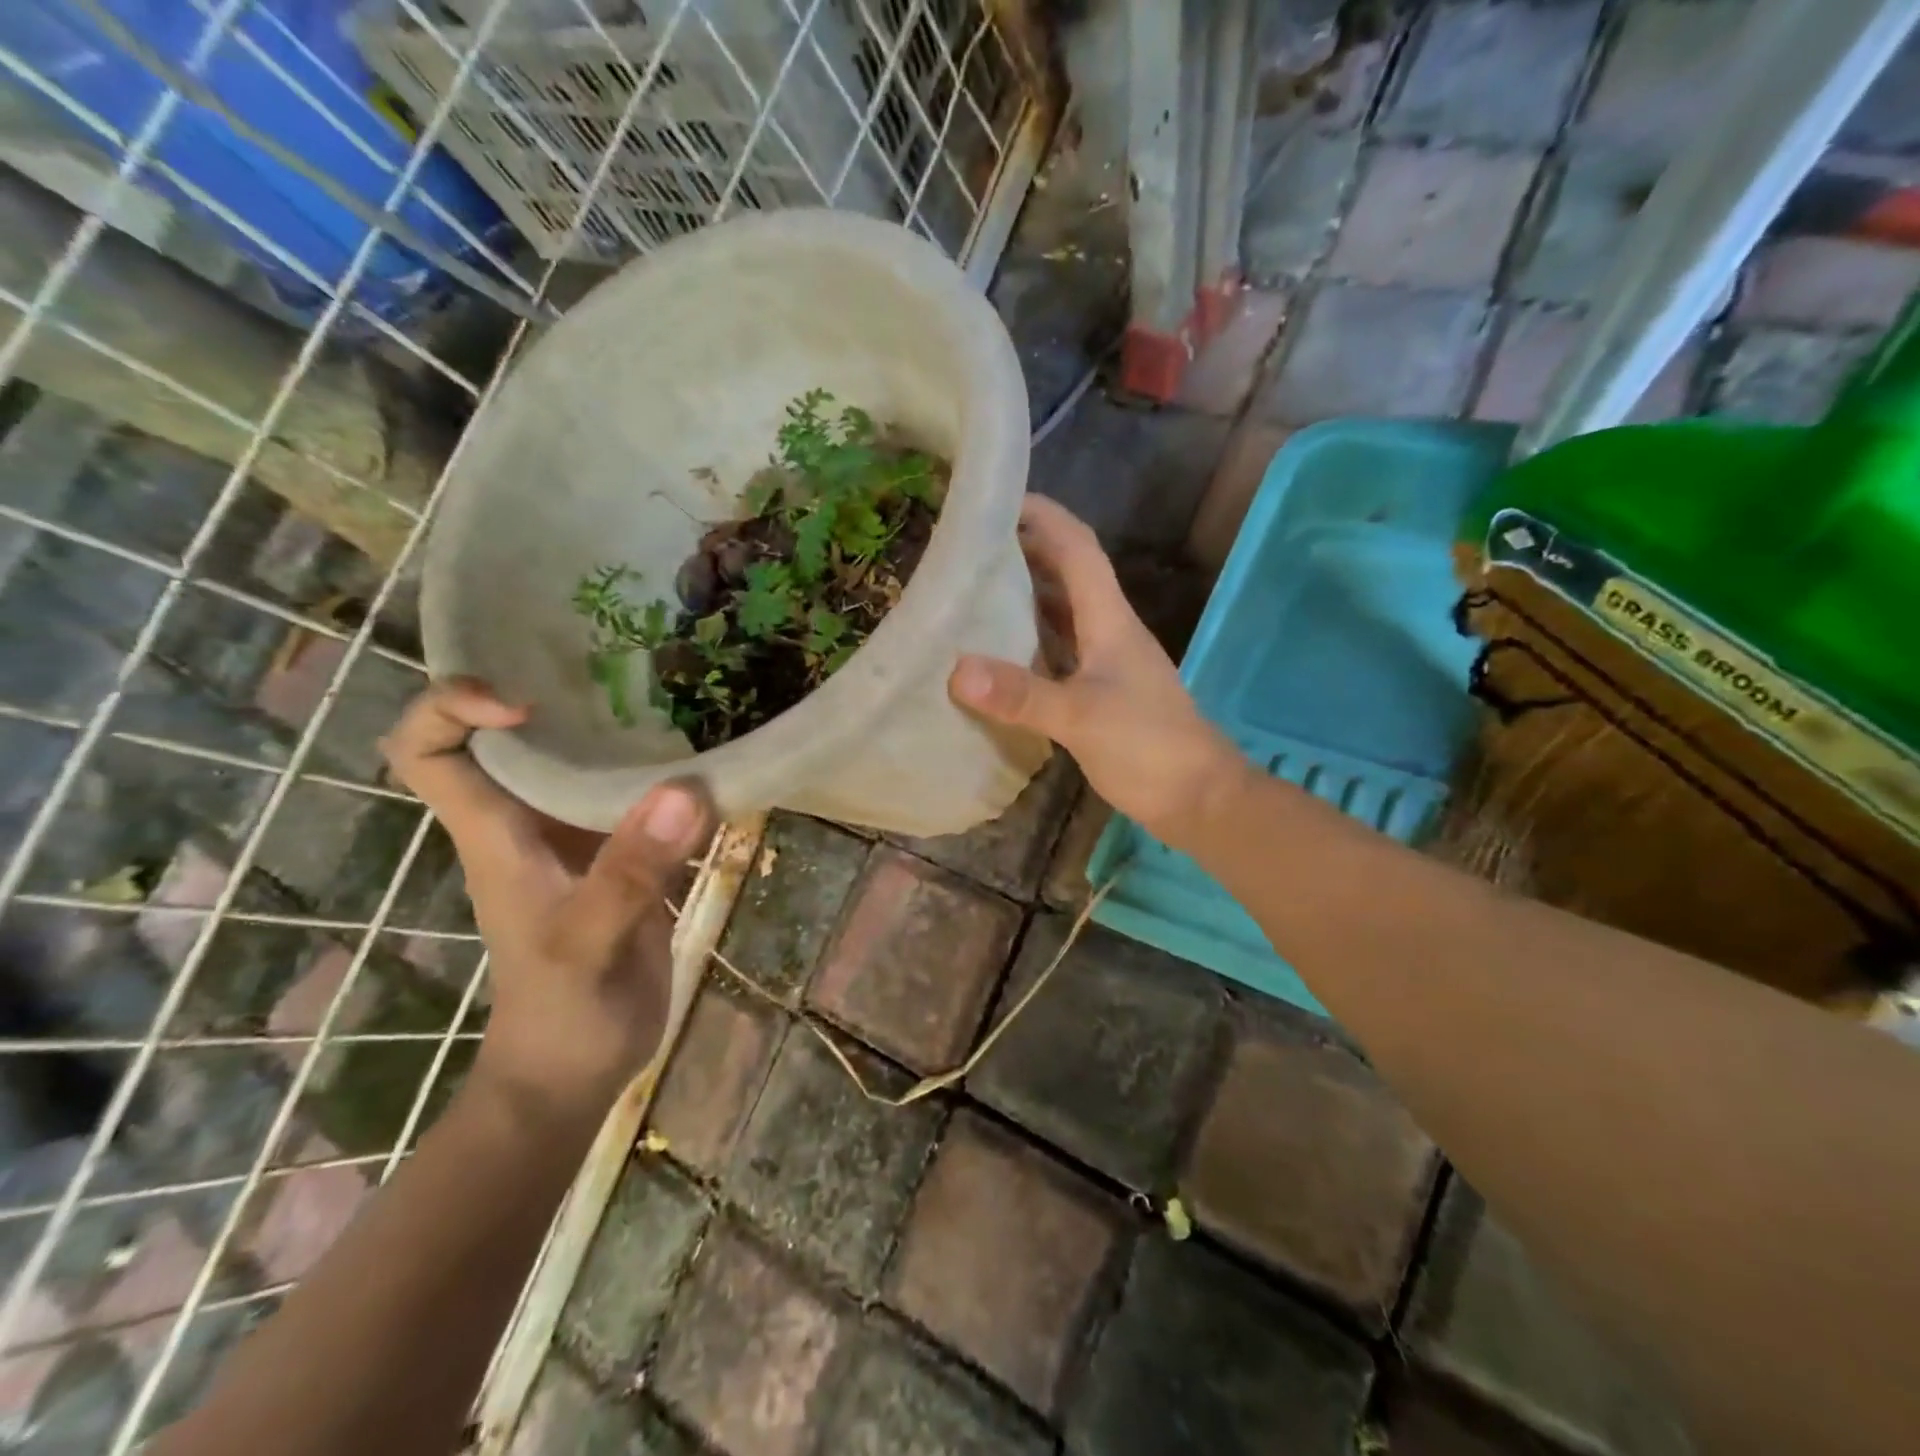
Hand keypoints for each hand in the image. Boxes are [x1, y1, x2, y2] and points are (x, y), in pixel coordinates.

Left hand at [380, 679, 713, 1123]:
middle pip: (514, 737)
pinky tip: (712, 758)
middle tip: (627, 661)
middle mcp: (530, 821)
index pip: (427, 751)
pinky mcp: (624, 856)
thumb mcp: (588, 945)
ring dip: (623, 727)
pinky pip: (638, 797)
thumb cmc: (562, 1015)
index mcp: (496, 833)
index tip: (524, 701)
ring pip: (583, 761)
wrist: (576, 1072)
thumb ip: (629, 872)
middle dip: (554, 691)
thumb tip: (686, 788)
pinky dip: (669, 773)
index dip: (451, 709)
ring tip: (681, 692)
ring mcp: (579, 838)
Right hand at [949, 496, 1243, 847]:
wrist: (1197, 799)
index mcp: (1110, 620)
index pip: (1078, 549)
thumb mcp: (1082, 717)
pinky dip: (1027, 646)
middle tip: (968, 548)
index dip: (1044, 517)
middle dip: (1024, 552)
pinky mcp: (1098, 695)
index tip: (998, 500)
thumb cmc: (1149, 746)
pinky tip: (997, 657)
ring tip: (972, 592)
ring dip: (1024, 598)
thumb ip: (1023, 694)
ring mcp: (1104, 665)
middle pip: (1066, 575)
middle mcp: (1108, 632)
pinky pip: (1057, 655)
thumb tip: (956, 670)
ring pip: (1060, 615)